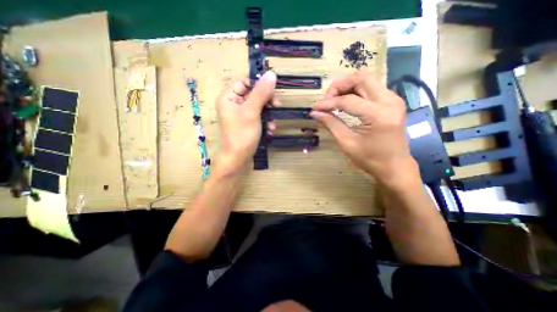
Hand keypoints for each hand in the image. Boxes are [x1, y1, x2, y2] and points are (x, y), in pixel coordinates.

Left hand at [214, 71, 276, 176]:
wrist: (237, 160)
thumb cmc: (242, 135)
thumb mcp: (252, 112)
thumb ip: (261, 93)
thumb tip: (271, 74)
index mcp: (228, 97)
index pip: (244, 82)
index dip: (258, 85)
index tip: (272, 92)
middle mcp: (233, 104)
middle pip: (253, 94)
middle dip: (266, 102)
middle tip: (276, 107)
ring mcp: (240, 116)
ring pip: (258, 107)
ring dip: (268, 115)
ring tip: (272, 125)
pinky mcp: (246, 125)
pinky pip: (258, 117)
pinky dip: (265, 123)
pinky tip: (270, 131)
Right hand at [311, 71, 419, 187]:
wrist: (394, 166)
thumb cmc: (370, 159)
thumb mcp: (347, 143)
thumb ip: (331, 124)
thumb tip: (315, 113)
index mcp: (379, 115)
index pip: (348, 101)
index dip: (329, 103)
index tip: (315, 108)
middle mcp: (390, 101)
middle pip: (361, 78)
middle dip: (340, 86)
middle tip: (327, 100)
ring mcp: (394, 99)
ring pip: (367, 80)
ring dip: (347, 87)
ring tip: (335, 101)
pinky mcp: (392, 102)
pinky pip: (371, 88)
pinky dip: (356, 92)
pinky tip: (346, 104)